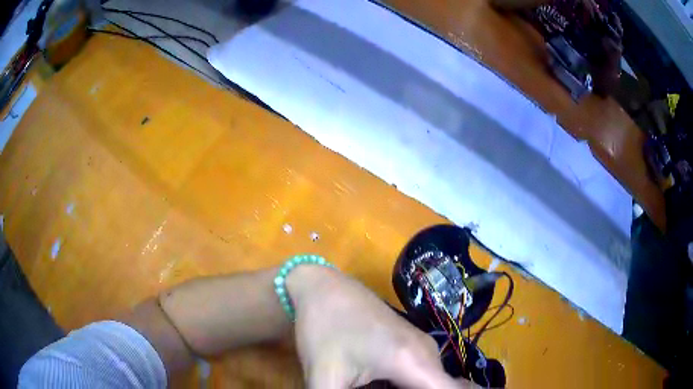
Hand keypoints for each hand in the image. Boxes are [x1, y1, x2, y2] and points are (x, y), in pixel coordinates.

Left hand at [287, 266, 472, 387]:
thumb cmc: (323, 329)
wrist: (322, 287)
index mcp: (414, 362)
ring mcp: (422, 347)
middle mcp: (428, 354)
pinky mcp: (411, 346)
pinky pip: (421, 377)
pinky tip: (379, 386)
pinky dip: (410, 387)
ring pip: (432, 384)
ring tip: (376, 386)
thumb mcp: (325, 376)